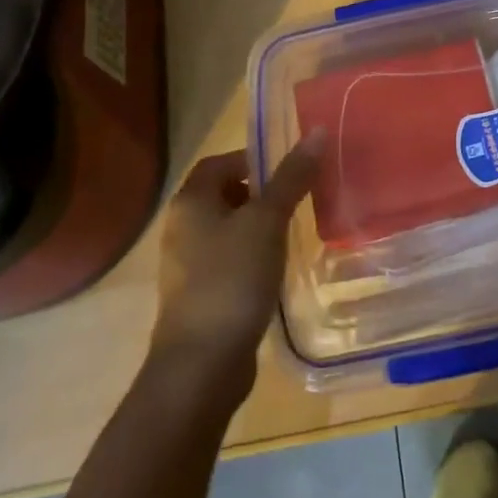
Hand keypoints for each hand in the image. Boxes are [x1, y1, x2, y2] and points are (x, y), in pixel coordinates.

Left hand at [148, 132, 324, 402]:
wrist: (201, 365)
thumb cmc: (232, 279)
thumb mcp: (268, 221)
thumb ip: (292, 177)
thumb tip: (316, 131)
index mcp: (190, 202)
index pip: (219, 162)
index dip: (253, 159)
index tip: (288, 171)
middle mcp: (181, 227)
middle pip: (223, 194)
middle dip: (259, 193)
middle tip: (296, 200)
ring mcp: (186, 265)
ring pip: (226, 230)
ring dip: (256, 227)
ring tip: (291, 233)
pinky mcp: (197, 296)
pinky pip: (227, 261)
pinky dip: (250, 257)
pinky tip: (275, 270)